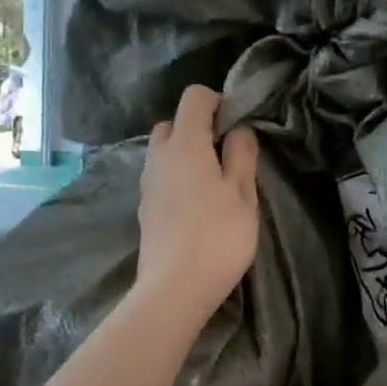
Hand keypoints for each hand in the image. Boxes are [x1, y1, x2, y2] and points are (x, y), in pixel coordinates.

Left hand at [134, 86, 260, 323]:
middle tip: (224, 156)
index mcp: (185, 144)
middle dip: (197, 129)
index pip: (194, 97)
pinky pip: (160, 177)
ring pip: (163, 152)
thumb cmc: (217, 236)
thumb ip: (242, 154)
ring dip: (185, 155)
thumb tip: (238, 130)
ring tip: (212, 184)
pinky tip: (195, 206)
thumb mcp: (243, 193)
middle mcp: (159, 156)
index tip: (237, 127)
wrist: (174, 288)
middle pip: (173, 123)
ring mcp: (147, 183)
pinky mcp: (144, 208)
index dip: (217, 102)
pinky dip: (176, 178)